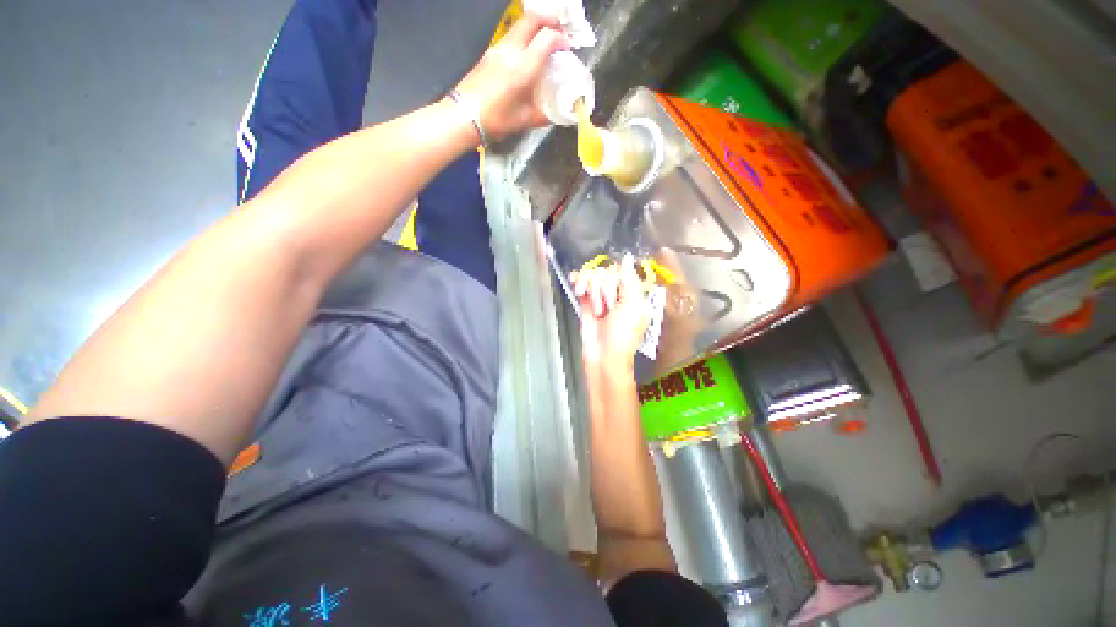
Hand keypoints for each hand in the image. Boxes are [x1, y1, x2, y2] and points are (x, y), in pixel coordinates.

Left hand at [454, 12, 569, 140]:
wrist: (463, 116)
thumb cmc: (496, 120)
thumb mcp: (524, 121)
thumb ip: (543, 115)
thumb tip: (558, 115)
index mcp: (522, 68)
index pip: (546, 38)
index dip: (560, 39)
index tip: (567, 47)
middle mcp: (510, 51)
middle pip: (531, 19)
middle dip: (549, 19)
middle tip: (559, 30)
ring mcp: (497, 49)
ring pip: (519, 26)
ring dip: (535, 27)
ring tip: (544, 42)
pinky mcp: (488, 53)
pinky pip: (510, 38)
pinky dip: (523, 38)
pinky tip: (526, 55)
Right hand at [572, 254, 649, 371]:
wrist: (603, 357)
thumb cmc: (622, 335)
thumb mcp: (632, 307)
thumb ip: (629, 280)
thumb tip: (628, 257)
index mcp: (633, 292)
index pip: (621, 270)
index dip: (614, 280)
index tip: (614, 296)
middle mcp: (617, 292)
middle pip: (605, 272)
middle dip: (603, 290)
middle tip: (606, 309)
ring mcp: (600, 296)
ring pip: (592, 276)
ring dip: (591, 290)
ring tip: (595, 309)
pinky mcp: (586, 302)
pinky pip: (582, 283)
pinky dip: (578, 280)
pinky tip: (575, 284)